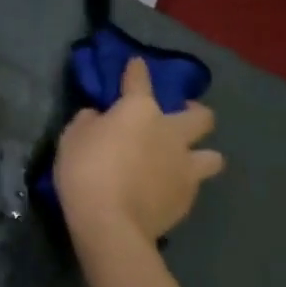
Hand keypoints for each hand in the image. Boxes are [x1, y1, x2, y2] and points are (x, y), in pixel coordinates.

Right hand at [54, 58, 223, 246]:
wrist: (110, 222)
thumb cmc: (85, 172)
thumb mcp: (72, 139)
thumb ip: (89, 122)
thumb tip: (98, 117)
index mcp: (139, 110)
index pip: (140, 79)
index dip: (137, 70)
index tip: (137, 64)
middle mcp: (171, 131)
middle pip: (201, 116)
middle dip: (194, 113)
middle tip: (180, 119)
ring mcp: (185, 165)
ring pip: (214, 156)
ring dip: (201, 156)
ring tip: (184, 163)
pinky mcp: (188, 196)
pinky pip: (194, 186)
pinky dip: (183, 186)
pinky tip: (168, 193)